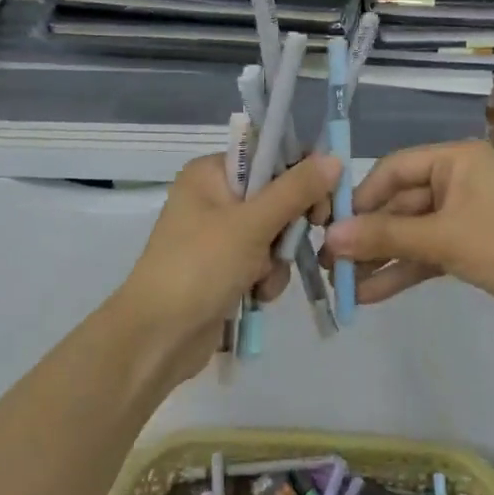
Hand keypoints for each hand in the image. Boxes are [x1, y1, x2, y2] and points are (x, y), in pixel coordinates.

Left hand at [110, 151, 340, 383]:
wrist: (158, 337)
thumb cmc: (200, 267)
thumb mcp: (252, 224)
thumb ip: (296, 190)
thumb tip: (334, 158)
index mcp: (210, 173)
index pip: (268, 157)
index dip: (300, 176)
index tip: (320, 204)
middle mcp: (213, 198)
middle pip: (275, 197)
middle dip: (287, 228)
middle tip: (294, 244)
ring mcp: (217, 236)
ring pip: (273, 234)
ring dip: (277, 259)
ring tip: (261, 279)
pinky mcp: (223, 269)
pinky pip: (261, 262)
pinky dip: (265, 278)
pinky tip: (255, 296)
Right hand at [322, 140, 493, 333]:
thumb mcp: (444, 239)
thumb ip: (386, 237)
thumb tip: (331, 238)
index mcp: (455, 161)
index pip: (394, 169)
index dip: (362, 198)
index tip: (332, 227)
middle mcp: (457, 182)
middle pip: (399, 205)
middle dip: (368, 236)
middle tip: (331, 265)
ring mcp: (463, 216)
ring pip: (411, 234)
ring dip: (380, 259)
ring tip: (343, 286)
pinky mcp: (469, 248)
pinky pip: (427, 255)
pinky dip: (403, 272)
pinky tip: (371, 294)